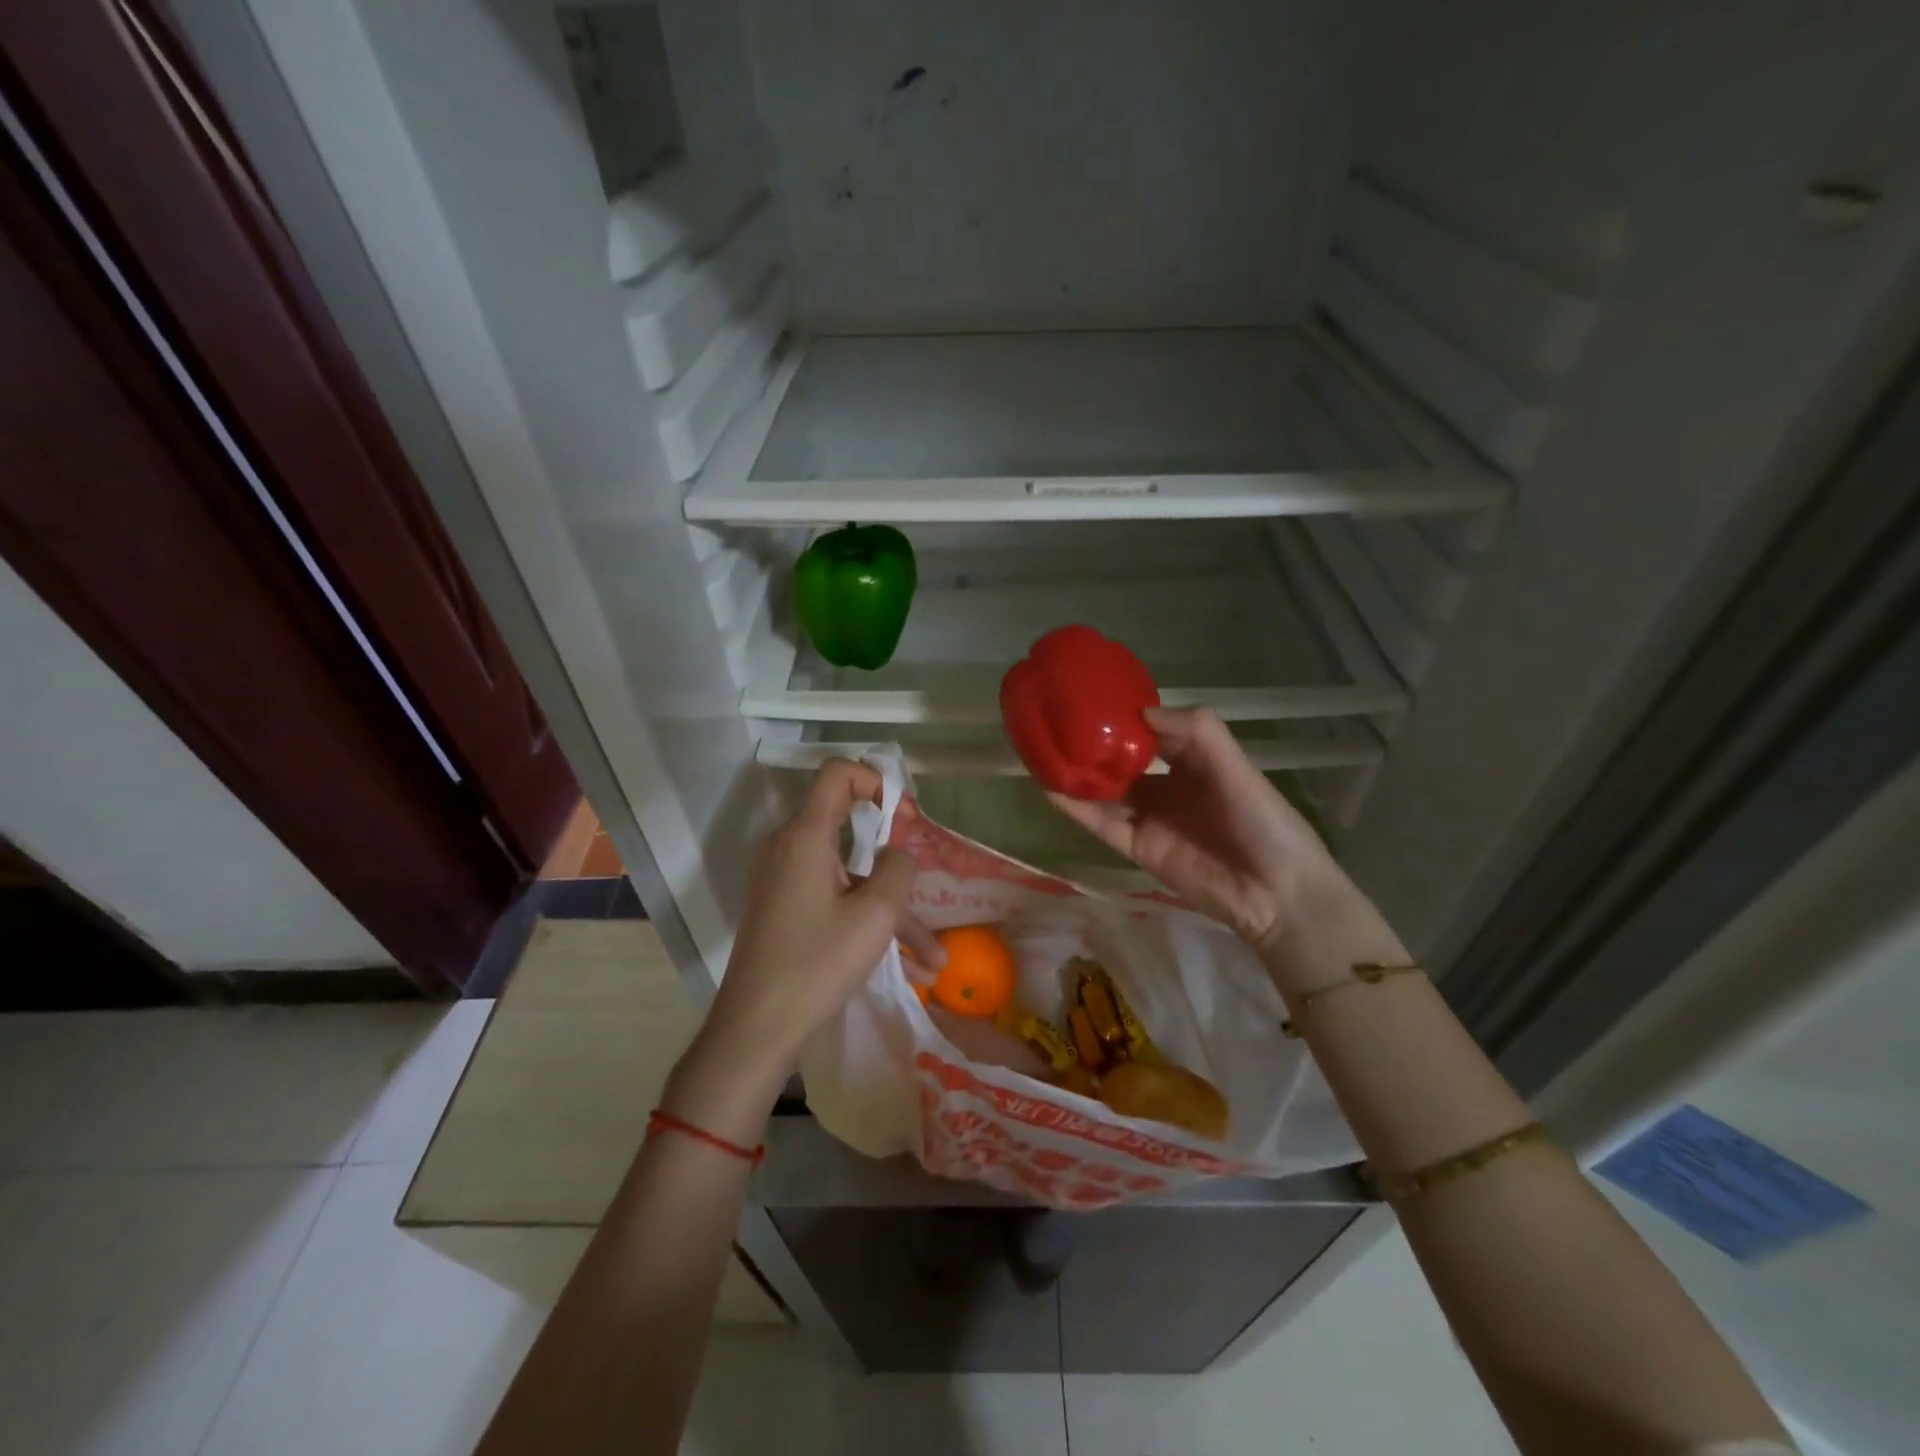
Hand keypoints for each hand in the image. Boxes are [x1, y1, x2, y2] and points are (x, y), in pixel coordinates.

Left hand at [667, 760, 938, 1139]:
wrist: (755, 1030)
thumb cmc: (816, 965)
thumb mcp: (875, 915)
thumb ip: (899, 869)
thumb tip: (899, 854)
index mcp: (805, 837)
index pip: (838, 774)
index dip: (876, 781)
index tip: (905, 817)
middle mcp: (789, 849)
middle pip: (848, 826)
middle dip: (895, 851)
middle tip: (924, 872)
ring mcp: (784, 881)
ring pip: (850, 876)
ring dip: (892, 907)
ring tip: (934, 956)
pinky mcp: (785, 910)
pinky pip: (835, 900)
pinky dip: (868, 922)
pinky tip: (910, 967)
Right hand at [1047, 707, 1382, 970]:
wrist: (1275, 895)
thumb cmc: (1264, 822)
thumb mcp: (1236, 767)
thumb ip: (1196, 733)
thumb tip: (1139, 712)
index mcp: (1194, 760)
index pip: (1151, 730)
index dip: (1124, 714)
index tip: (1090, 693)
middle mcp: (1167, 784)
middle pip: (1120, 758)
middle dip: (1091, 741)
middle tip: (1054, 717)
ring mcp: (1148, 816)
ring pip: (1103, 789)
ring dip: (1075, 771)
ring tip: (1039, 747)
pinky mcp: (1135, 846)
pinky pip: (1099, 822)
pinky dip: (1074, 806)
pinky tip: (1049, 785)